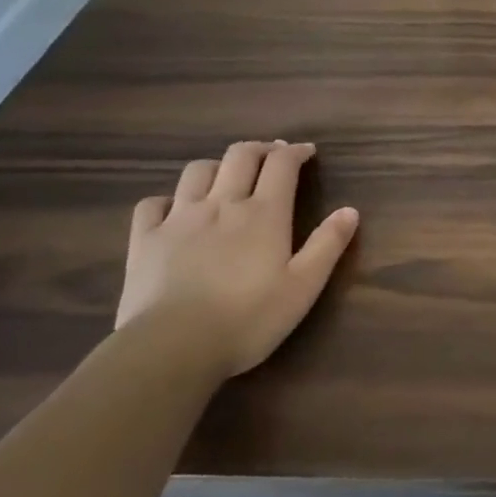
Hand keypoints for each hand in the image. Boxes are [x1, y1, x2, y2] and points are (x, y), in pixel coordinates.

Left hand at [116, 141, 358, 377]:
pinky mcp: (144, 240)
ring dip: (217, 166)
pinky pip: (153, 203)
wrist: (172, 347)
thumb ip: (328, 245)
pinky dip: (168, 199)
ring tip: (227, 178)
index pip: (281, 164)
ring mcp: (179, 219)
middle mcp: (222, 204)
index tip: (307, 152)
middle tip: (272, 157)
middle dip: (260, 149)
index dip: (296, 152)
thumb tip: (350, 210)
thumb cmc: (248, 319)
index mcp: (264, 213)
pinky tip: (175, 211)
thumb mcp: (304, 286)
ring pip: (197, 171)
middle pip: (240, 155)